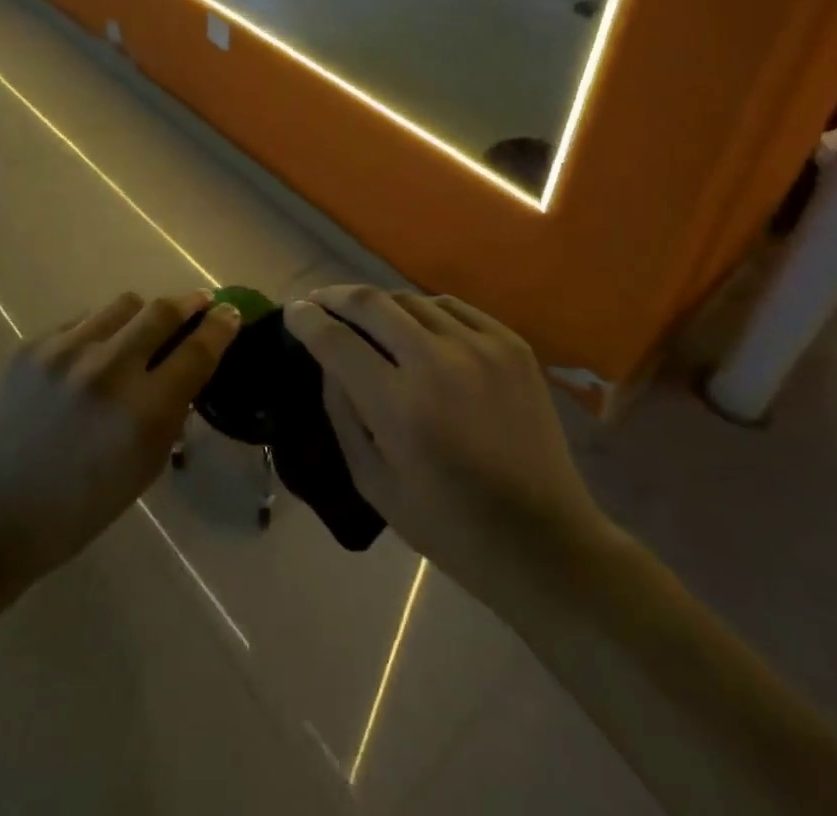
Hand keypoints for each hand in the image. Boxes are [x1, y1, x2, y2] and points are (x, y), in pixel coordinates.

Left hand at [0, 290, 240, 590]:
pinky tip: (92, 357)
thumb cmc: (75, 510)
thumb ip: (169, 413)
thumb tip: (187, 366)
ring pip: (124, 304)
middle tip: (198, 304)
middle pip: (163, 310)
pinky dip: (100, 331)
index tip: (231, 313)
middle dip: (188, 304)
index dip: (221, 327)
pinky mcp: (33, 345)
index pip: (197, 351)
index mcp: (141, 413)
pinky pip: (84, 320)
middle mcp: (107, 369)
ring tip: (141, 334)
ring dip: (143, 315)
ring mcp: (65, 351)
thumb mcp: (141, 470)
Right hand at [285, 287, 614, 605]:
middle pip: (371, 302)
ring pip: (411, 299)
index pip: (336, 339)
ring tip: (365, 317)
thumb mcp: (374, 482)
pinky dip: (424, 310)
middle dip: (335, 297)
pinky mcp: (511, 343)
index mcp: (399, 404)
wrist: (543, 539)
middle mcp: (437, 361)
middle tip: (319, 302)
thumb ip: (343, 413)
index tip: (293, 311)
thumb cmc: (448, 525)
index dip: (307, 320)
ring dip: (379, 304)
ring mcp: (480, 346)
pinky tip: (417, 325)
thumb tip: (328, 359)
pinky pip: (452, 307)